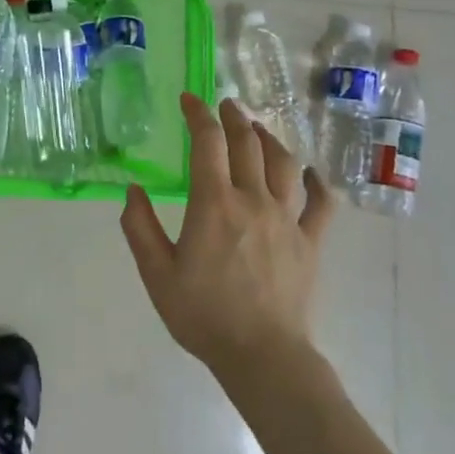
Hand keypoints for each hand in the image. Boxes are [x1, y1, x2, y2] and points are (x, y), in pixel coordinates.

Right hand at [121, 94, 332, 384]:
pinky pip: (321, 203)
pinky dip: (317, 182)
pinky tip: (310, 173)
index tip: (188, 98)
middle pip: (248, 144)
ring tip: (258, 129)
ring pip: (285, 163)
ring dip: (270, 139)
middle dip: (234, 118)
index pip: (207, 142)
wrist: (262, 355)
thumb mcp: (156, 273)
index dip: (198, 114)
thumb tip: (133, 190)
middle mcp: (254, 200)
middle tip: (224, 105)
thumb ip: (139, 227)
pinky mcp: (311, 241)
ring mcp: (288, 219)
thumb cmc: (203, 314)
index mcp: (214, 203)